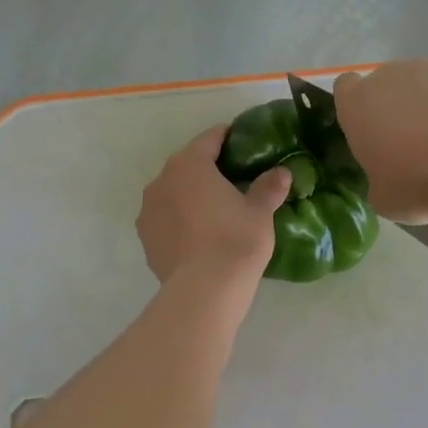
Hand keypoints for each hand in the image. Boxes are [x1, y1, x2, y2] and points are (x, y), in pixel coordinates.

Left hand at [138, 126, 290, 284]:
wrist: (205, 289)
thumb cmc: (236, 239)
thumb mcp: (260, 211)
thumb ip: (269, 187)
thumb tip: (282, 172)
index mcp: (190, 163)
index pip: (211, 138)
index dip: (229, 138)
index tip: (244, 145)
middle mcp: (162, 179)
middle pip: (188, 165)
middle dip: (209, 169)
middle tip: (234, 181)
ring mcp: (148, 210)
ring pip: (173, 192)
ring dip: (190, 196)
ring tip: (215, 212)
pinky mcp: (144, 238)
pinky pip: (165, 219)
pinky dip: (179, 220)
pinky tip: (198, 236)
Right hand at [333, 61, 427, 222]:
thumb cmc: (418, 180)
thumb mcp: (385, 200)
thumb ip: (379, 181)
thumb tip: (390, 179)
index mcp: (358, 104)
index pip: (345, 88)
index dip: (355, 109)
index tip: (368, 134)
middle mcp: (391, 77)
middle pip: (386, 85)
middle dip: (395, 109)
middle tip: (410, 148)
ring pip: (425, 87)